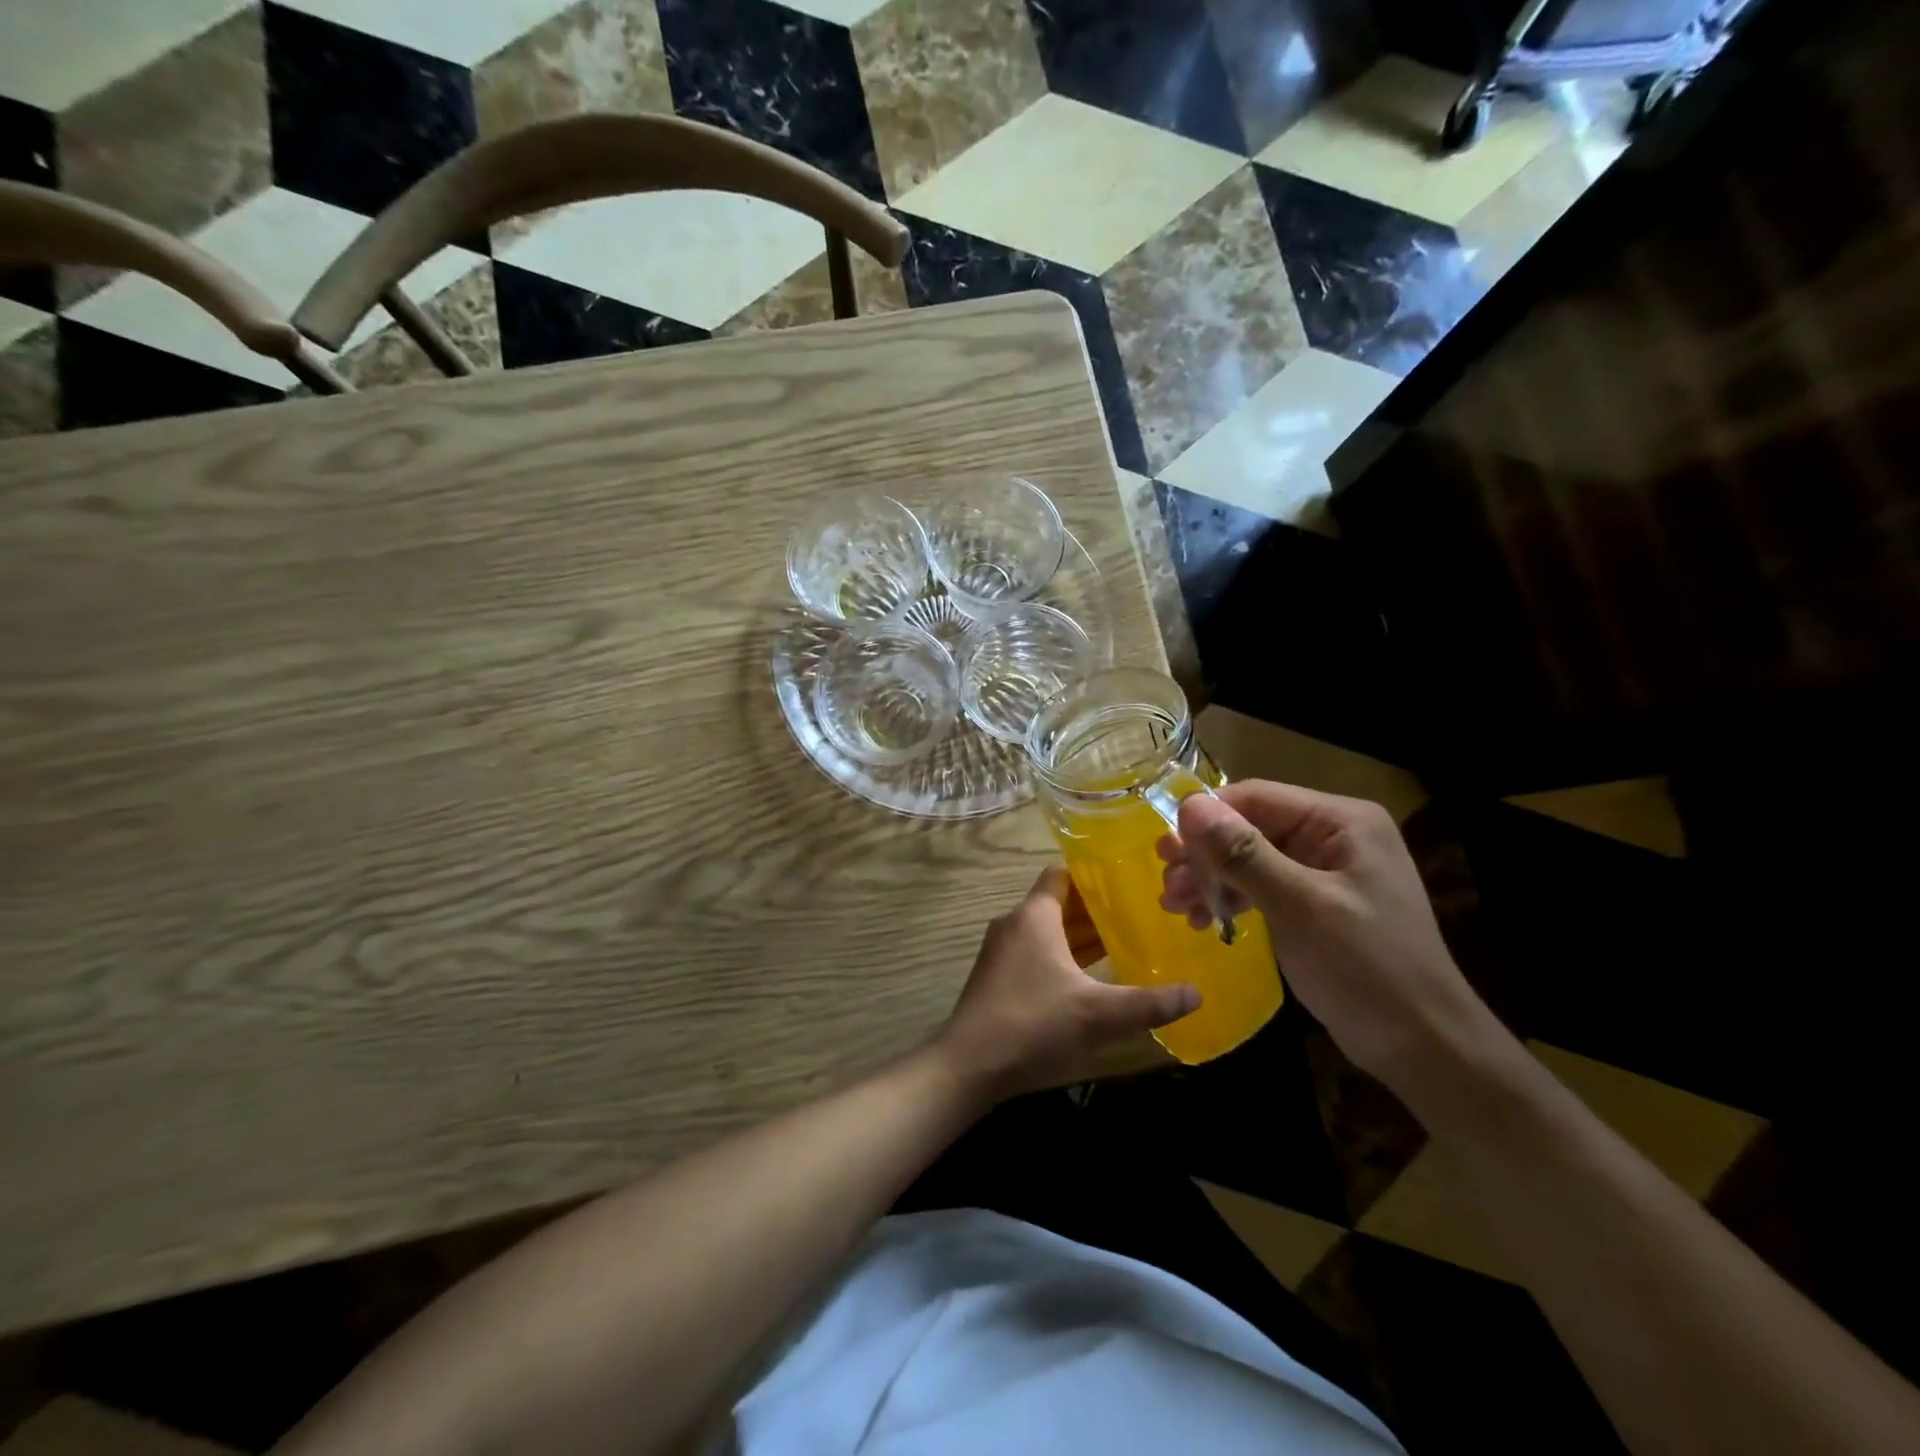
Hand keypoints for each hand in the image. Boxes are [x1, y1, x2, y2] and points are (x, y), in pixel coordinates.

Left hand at [938, 867, 1199, 1099]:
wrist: (968, 1064)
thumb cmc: (1033, 1023)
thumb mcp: (1097, 1014)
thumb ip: (1148, 1003)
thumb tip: (1197, 994)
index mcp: (1034, 915)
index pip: (1062, 873)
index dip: (1092, 871)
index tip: (1127, 876)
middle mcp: (1015, 923)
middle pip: (1058, 902)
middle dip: (1095, 907)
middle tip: (1138, 912)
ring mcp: (1002, 951)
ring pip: (1047, 930)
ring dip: (1080, 935)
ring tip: (1124, 940)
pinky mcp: (998, 977)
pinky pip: (1036, 952)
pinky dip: (1062, 955)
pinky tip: (1090, 976)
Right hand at [1159, 782, 1504, 1109]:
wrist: (1422, 1047)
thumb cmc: (1366, 969)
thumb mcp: (1299, 907)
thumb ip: (1244, 854)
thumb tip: (1189, 807)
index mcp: (1341, 821)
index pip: (1256, 798)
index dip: (1206, 819)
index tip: (1165, 851)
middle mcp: (1332, 835)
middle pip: (1249, 827)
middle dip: (1204, 856)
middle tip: (1167, 884)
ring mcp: (1324, 870)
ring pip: (1249, 858)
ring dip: (1210, 880)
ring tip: (1175, 906)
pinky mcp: (1314, 902)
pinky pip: (1261, 886)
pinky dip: (1231, 899)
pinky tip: (1204, 920)